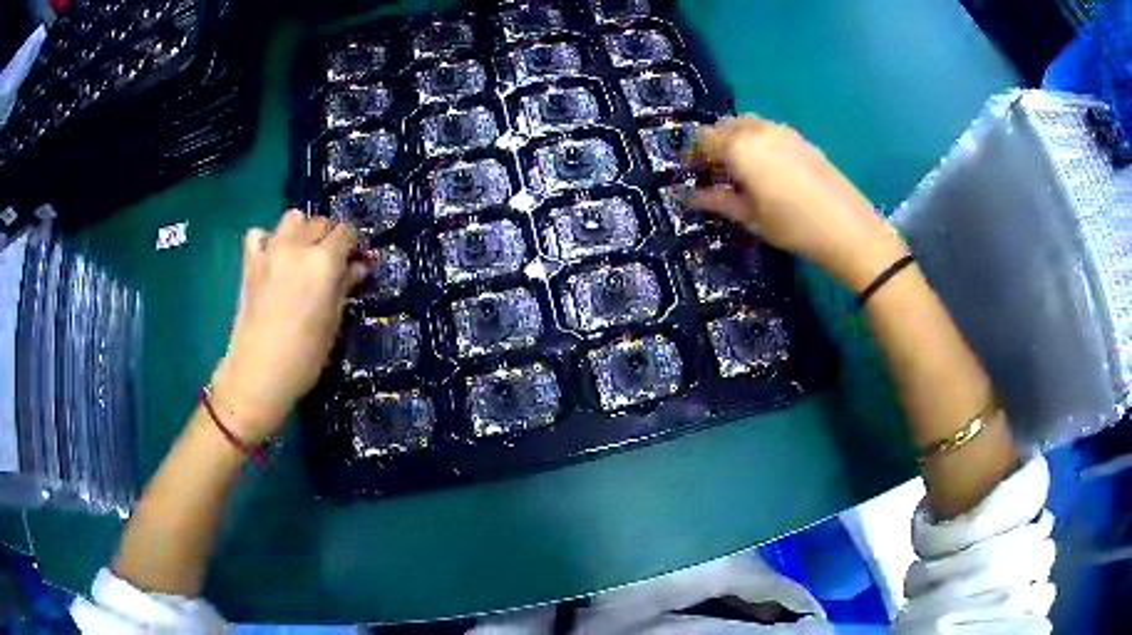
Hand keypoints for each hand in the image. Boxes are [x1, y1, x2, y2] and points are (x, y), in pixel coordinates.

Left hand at [209, 211, 362, 443]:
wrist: (258, 374)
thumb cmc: (304, 357)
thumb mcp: (333, 324)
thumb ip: (344, 288)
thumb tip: (357, 267)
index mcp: (323, 262)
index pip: (346, 232)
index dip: (353, 244)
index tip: (354, 260)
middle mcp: (297, 248)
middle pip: (320, 222)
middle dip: (329, 236)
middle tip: (331, 262)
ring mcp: (270, 252)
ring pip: (292, 218)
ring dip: (301, 230)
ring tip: (302, 254)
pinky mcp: (250, 263)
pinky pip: (258, 234)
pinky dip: (268, 240)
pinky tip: (273, 258)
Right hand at [689, 116, 907, 289]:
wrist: (848, 228)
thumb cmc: (793, 227)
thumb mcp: (750, 218)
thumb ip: (715, 201)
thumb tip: (684, 196)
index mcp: (740, 148)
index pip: (704, 139)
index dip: (692, 154)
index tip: (690, 172)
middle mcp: (758, 131)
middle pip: (724, 126)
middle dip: (713, 144)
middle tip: (713, 171)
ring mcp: (782, 131)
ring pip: (747, 123)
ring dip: (735, 138)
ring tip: (739, 167)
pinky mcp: (801, 138)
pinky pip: (768, 129)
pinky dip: (756, 139)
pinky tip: (765, 165)